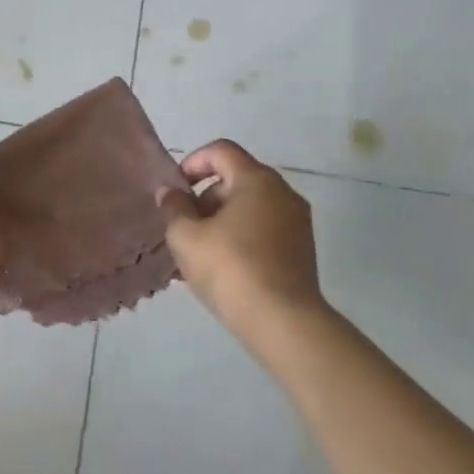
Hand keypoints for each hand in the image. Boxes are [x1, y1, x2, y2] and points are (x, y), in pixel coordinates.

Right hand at [156, 140, 328, 349]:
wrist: (283, 322)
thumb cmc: (230, 268)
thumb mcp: (186, 237)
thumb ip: (173, 208)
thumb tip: (170, 192)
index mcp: (257, 180)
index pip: (221, 151)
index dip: (192, 162)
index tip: (175, 189)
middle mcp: (283, 193)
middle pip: (235, 179)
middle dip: (204, 198)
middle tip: (183, 227)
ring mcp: (297, 222)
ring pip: (249, 208)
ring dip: (220, 221)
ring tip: (198, 253)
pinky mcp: (302, 250)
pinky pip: (263, 230)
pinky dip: (240, 237)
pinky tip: (221, 268)